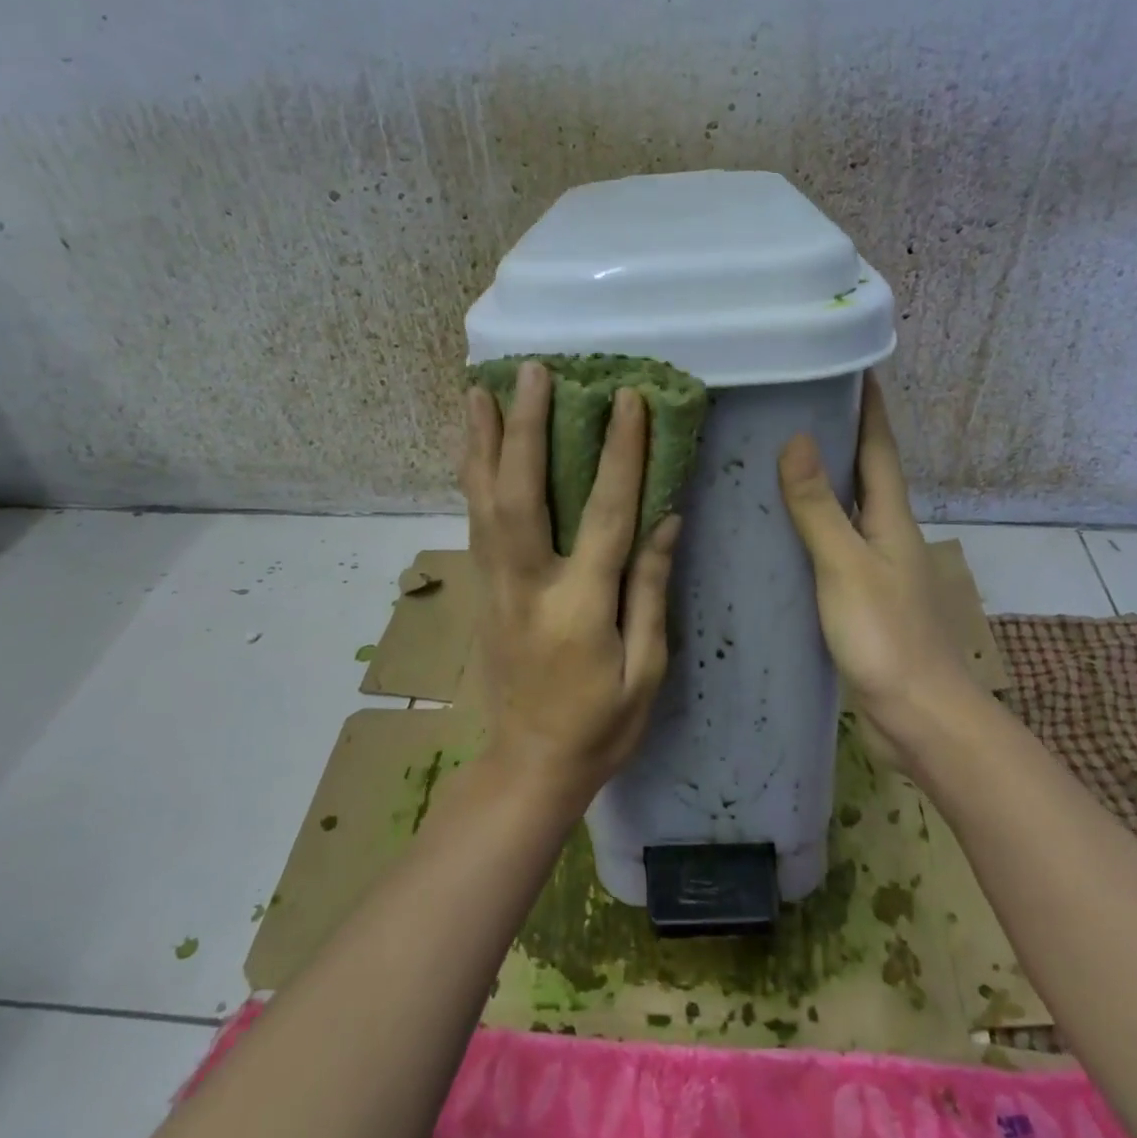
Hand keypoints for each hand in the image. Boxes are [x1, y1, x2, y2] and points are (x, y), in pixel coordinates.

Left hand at [460, 361, 681, 815]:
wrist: (530, 765)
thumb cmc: (602, 726)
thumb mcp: (647, 670)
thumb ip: (650, 591)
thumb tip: (665, 519)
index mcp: (579, 607)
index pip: (605, 515)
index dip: (620, 454)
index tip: (629, 400)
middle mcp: (528, 585)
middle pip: (520, 493)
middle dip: (524, 427)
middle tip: (531, 372)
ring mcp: (497, 586)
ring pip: (482, 502)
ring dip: (480, 442)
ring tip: (479, 391)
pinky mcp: (484, 592)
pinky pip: (475, 522)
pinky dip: (472, 477)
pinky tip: (472, 448)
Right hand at [777, 374, 972, 743]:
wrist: (918, 716)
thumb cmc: (886, 635)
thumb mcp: (846, 565)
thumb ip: (819, 507)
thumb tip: (797, 440)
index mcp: (890, 517)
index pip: (879, 446)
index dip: (867, 405)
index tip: (847, 364)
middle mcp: (886, 534)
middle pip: (863, 472)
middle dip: (837, 436)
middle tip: (790, 405)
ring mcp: (874, 568)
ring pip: (844, 511)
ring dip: (820, 482)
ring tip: (773, 459)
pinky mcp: (858, 599)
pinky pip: (830, 547)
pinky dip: (808, 529)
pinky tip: (777, 533)